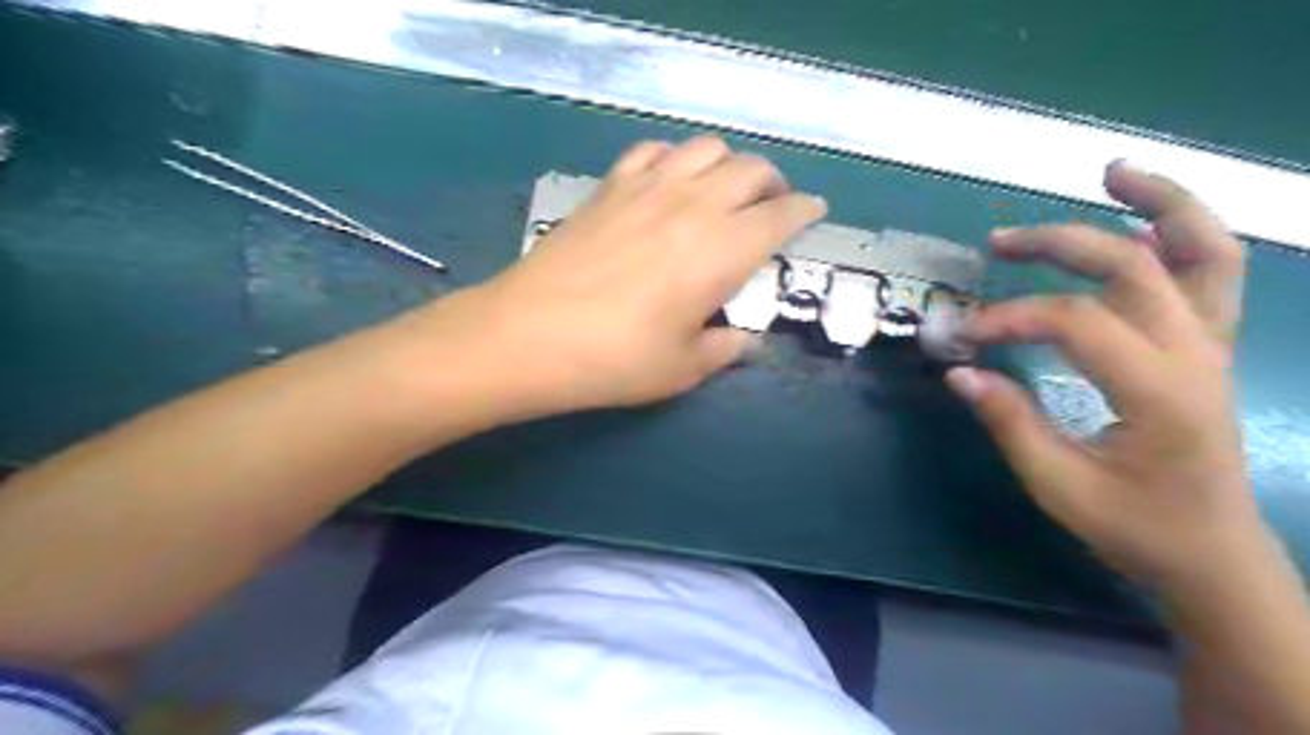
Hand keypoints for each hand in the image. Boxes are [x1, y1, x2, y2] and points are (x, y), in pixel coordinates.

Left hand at [466, 136, 822, 411]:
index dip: (805, 211)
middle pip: (751, 169)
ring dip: (728, 164)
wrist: (530, 335)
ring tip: (724, 191)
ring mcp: (648, 187)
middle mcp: (694, 205)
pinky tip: (669, 181)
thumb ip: (723, 349)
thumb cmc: (614, 359)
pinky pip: (654, 151)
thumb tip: (744, 340)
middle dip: (773, 184)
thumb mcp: (682, 369)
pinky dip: (674, 158)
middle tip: (771, 208)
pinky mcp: (610, 186)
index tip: (814, 213)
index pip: (782, 215)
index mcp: (723, 250)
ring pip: (707, 148)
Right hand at [949, 160, 1263, 596]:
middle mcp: (1197, 356)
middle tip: (998, 242)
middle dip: (1059, 244)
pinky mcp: (1209, 349)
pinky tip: (1141, 220)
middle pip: (1134, 265)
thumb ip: (1009, 422)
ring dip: (1161, 203)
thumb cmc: (1135, 528)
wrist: (1212, 555)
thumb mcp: (1058, 486)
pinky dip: (1183, 233)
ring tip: (1112, 172)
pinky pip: (1211, 274)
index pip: (1076, 322)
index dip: (1010, 319)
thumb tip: (959, 370)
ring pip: (1206, 251)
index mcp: (1161, 393)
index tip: (963, 335)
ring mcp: (1212, 347)